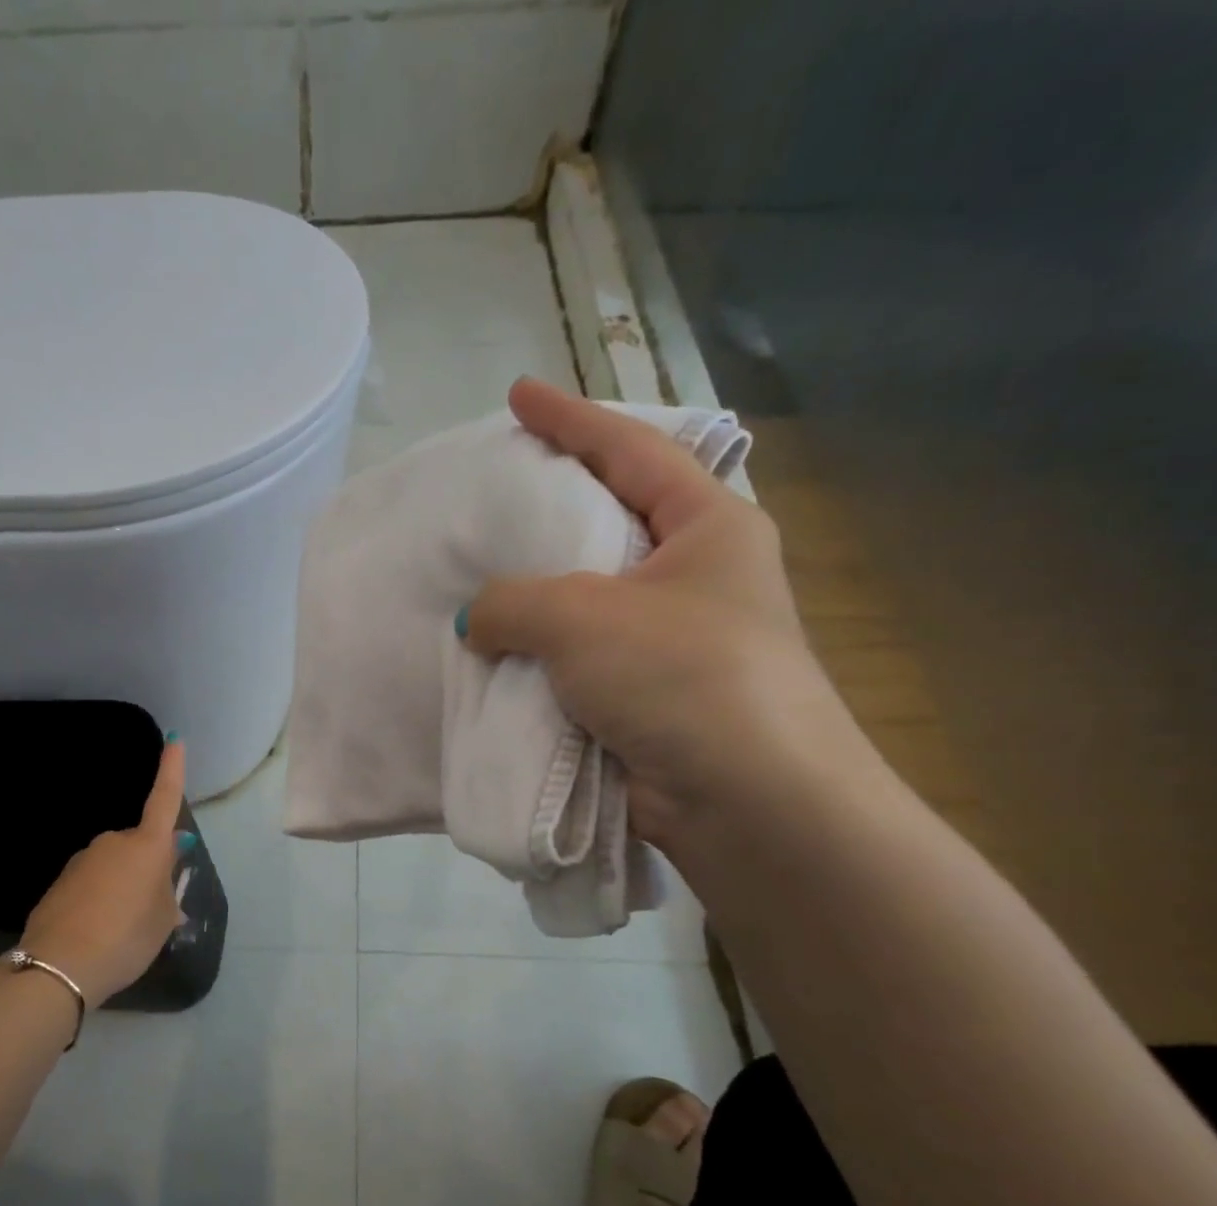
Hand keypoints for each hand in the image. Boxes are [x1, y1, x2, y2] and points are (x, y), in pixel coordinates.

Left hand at [18, 740, 189, 1007]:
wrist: (60, 966)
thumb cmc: (126, 937)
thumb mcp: (162, 920)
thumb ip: (166, 892)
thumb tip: (162, 877)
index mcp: (146, 846)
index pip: (164, 799)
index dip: (172, 770)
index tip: (174, 738)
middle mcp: (113, 843)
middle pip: (139, 847)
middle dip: (147, 869)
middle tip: (151, 910)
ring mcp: (83, 860)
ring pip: (114, 868)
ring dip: (122, 888)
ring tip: (122, 930)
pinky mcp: (60, 882)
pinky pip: (91, 885)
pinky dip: (99, 901)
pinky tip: (97, 933)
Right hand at [459, 378, 869, 847]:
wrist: (743, 800)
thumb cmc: (680, 675)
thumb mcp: (583, 616)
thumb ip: (512, 601)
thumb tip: (476, 621)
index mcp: (707, 527)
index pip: (631, 450)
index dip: (571, 418)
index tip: (518, 394)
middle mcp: (693, 576)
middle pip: (608, 520)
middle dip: (550, 504)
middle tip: (490, 490)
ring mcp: (668, 638)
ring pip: (582, 597)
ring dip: (532, 592)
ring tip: (473, 572)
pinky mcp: (642, 694)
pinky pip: (573, 657)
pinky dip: (533, 653)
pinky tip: (489, 648)